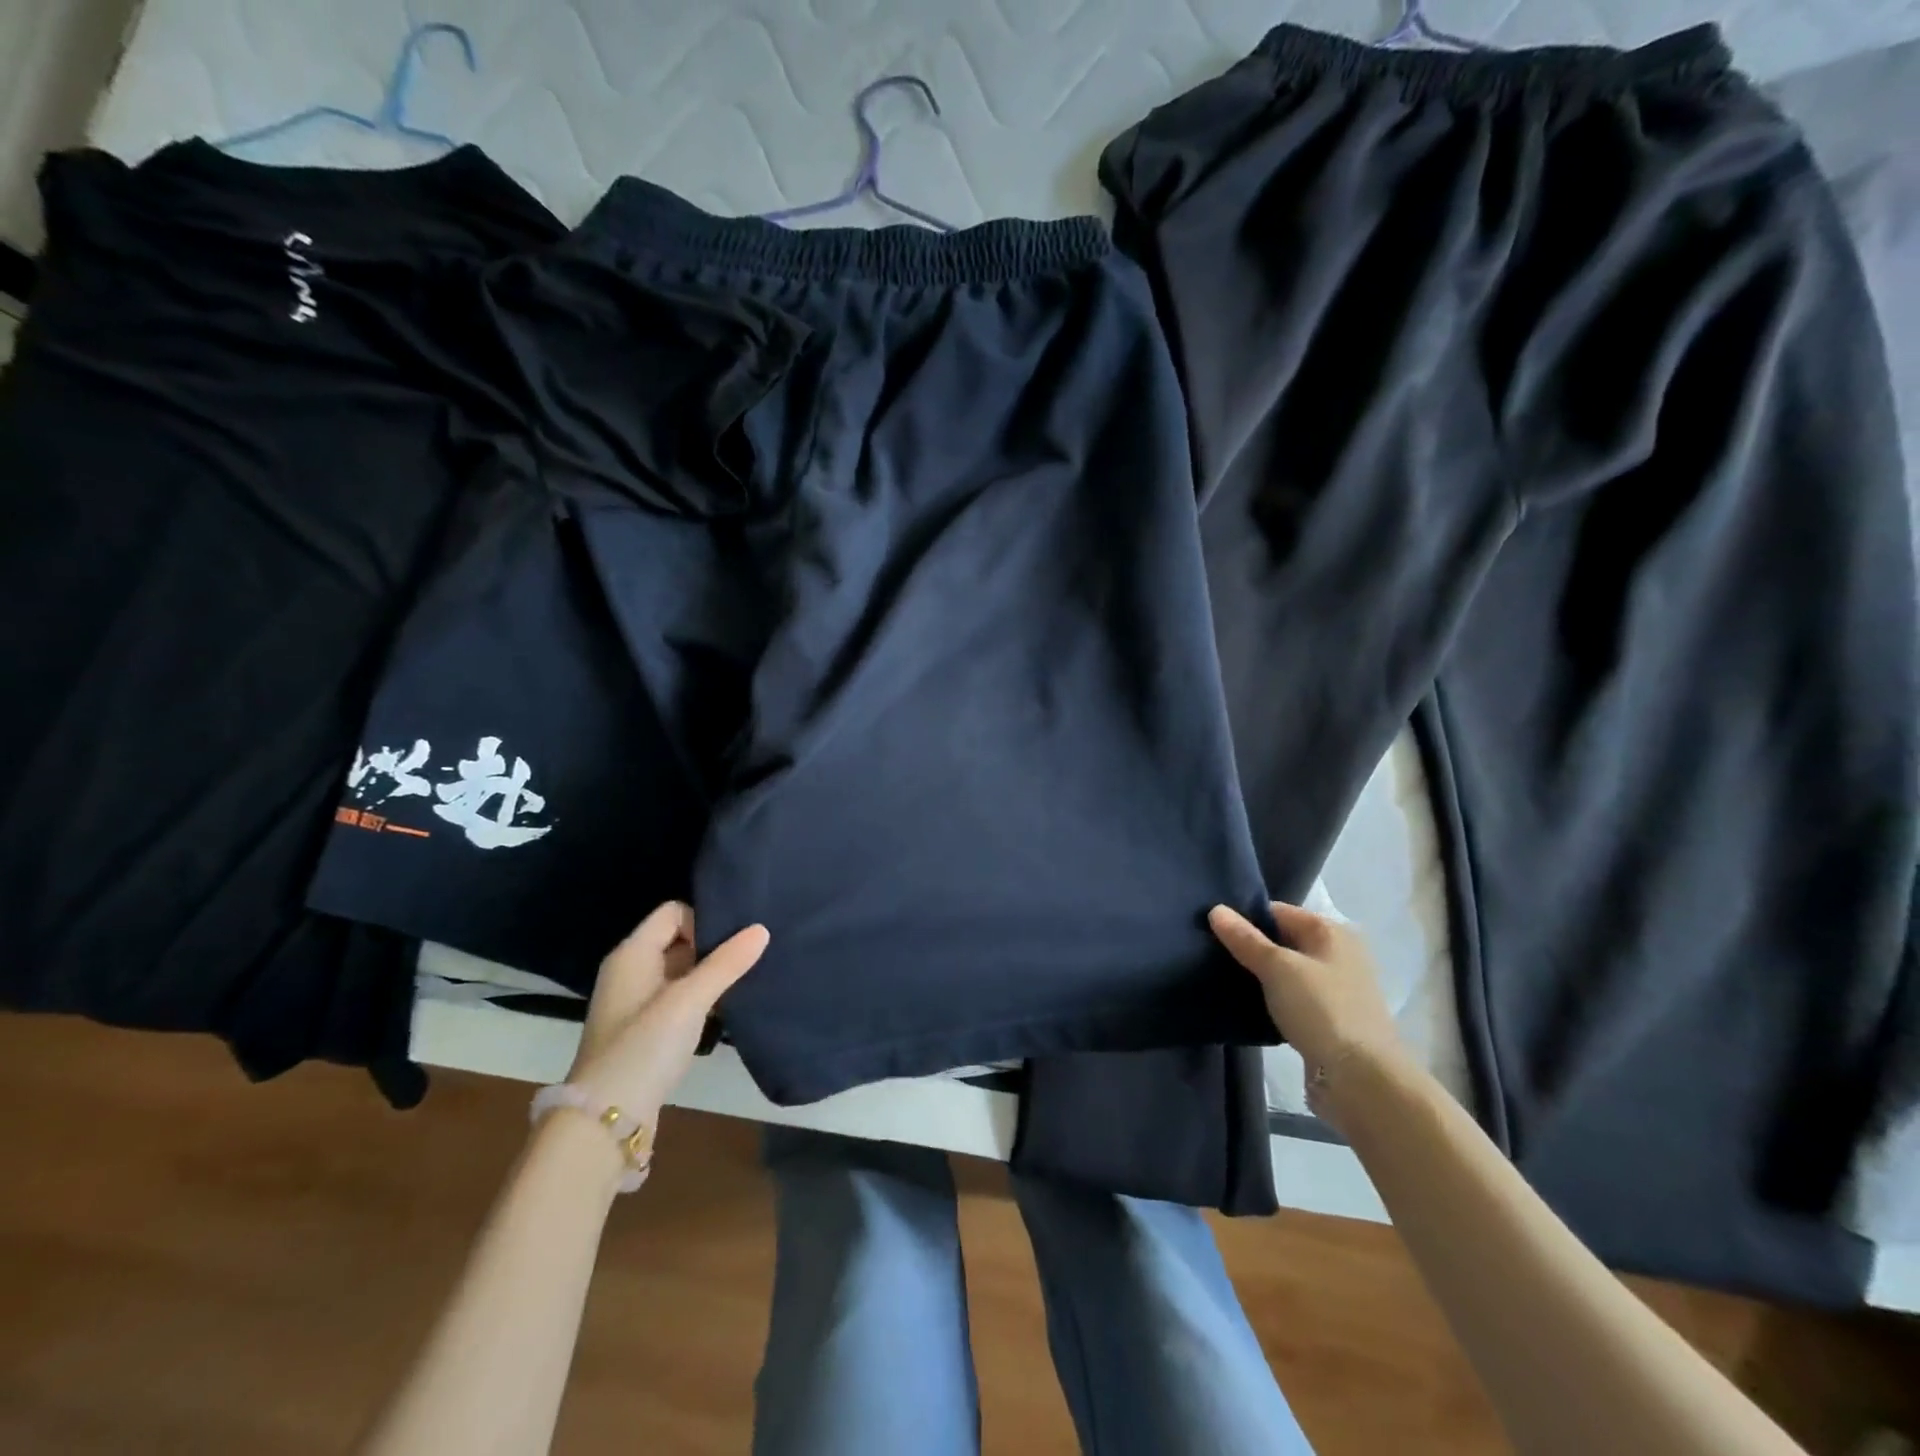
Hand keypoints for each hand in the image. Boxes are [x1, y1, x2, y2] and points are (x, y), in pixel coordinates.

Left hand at [564, 901, 769, 1134]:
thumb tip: (761, 929)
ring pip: (681, 970)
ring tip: (743, 981)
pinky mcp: (645, 1029)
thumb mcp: (689, 1001)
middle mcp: (630, 970)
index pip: (673, 912)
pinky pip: (678, 996)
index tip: (731, 944)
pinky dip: (700, 998)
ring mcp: (636, 1001)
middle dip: (712, 946)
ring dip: (709, 974)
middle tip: (747, 958)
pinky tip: (724, 1009)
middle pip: (678, 938)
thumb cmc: (644, 1048)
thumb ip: (726, 964)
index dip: (703, 920)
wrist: (606, 1120)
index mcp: (632, 953)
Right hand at [1209, 901, 1408, 1124]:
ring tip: (1223, 980)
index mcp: (1331, 932)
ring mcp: (1335, 989)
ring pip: (1286, 972)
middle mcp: (1337, 955)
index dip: (1244, 919)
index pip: (1277, 912)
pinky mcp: (1329, 1020)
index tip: (1211, 932)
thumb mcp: (1277, 968)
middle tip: (1211, 955)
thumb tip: (1216, 909)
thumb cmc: (1320, 1010)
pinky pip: (1292, 999)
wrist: (1361, 1080)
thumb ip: (1245, 939)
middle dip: (1250, 948)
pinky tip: (1248, 1007)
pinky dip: (1272, 1001)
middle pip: (1282, 940)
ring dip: (1259, 977)